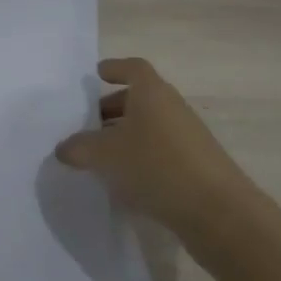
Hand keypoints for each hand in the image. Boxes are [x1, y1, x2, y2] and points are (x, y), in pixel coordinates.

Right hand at [54, 58, 260, 240]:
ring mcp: (187, 137)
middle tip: (86, 124)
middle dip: (112, 108)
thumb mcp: (105, 156)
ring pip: (149, 126)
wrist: (218, 212)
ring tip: (99, 155)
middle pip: (139, 98)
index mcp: (152, 93)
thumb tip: (63, 148)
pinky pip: (160, 150)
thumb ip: (78, 148)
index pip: (133, 68)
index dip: (114, 68)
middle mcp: (172, 107)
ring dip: (125, 135)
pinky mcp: (195, 165)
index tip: (96, 74)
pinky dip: (140, 157)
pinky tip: (123, 180)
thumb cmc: (157, 166)